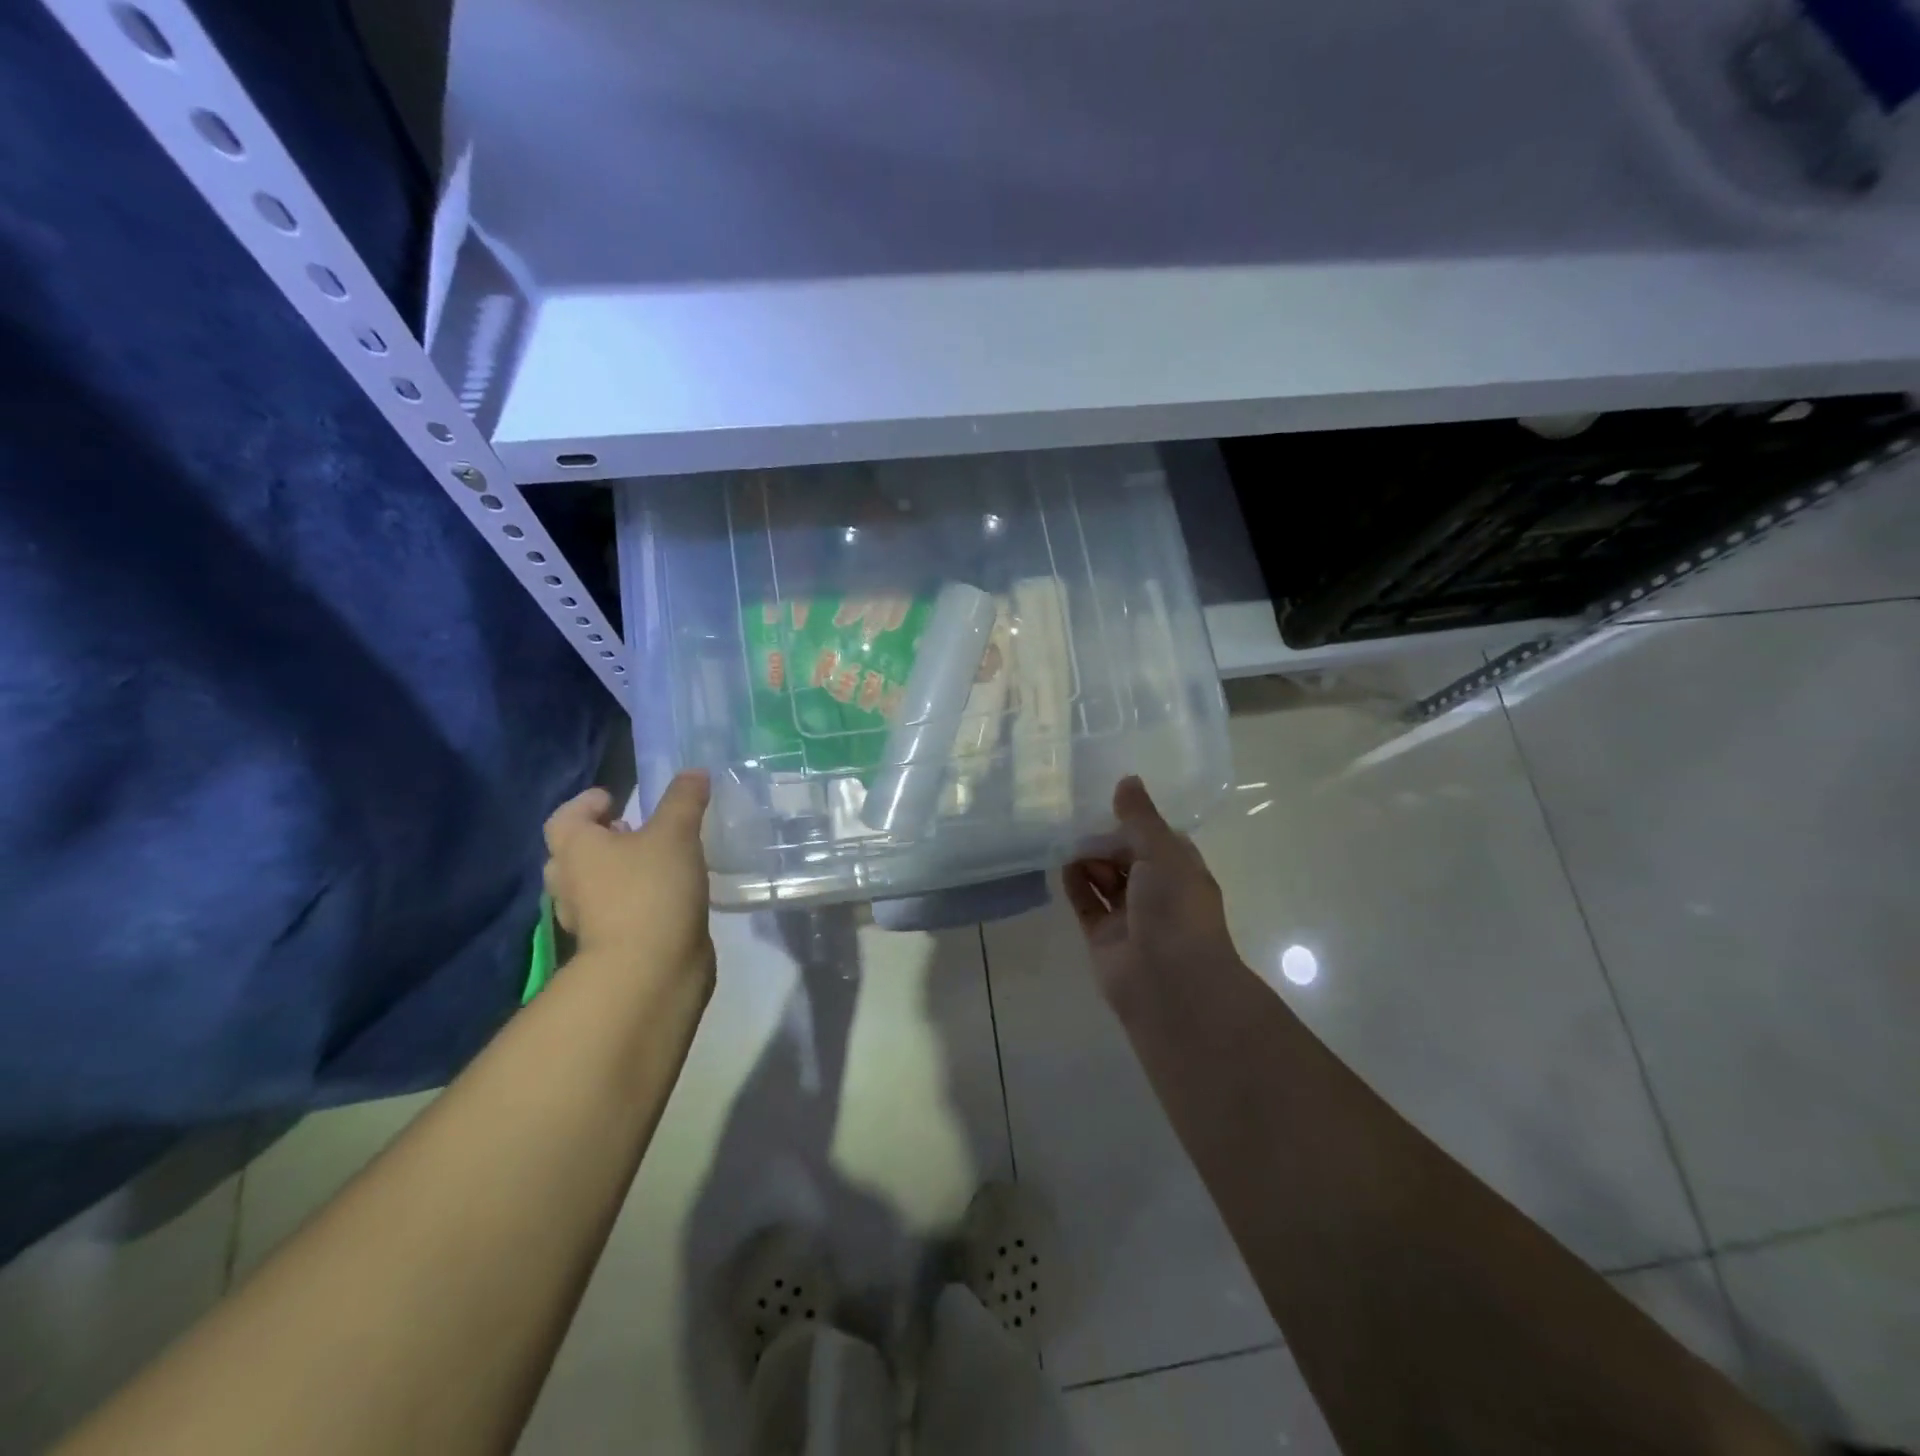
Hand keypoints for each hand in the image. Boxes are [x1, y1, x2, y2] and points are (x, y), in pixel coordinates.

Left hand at [543, 772, 713, 990]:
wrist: (649, 970)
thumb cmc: (652, 889)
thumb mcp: (675, 833)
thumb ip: (684, 800)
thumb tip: (694, 772)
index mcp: (576, 849)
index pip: (566, 817)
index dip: (587, 803)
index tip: (616, 798)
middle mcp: (571, 882)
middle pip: (571, 853)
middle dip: (599, 839)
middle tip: (632, 830)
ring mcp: (587, 919)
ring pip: (591, 886)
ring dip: (614, 872)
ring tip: (654, 861)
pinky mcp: (610, 944)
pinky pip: (613, 912)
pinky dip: (631, 900)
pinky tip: (665, 895)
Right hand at [1064, 776, 1239, 1005]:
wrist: (1170, 984)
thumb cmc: (1176, 909)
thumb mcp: (1162, 853)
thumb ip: (1140, 818)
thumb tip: (1127, 780)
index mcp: (1181, 871)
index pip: (1157, 838)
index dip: (1136, 820)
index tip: (1108, 798)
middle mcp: (1157, 893)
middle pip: (1128, 857)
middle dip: (1107, 838)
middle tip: (1076, 813)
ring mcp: (1130, 916)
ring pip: (1105, 880)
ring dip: (1089, 859)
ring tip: (1064, 833)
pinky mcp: (1103, 937)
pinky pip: (1086, 904)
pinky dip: (1075, 884)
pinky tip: (1061, 862)